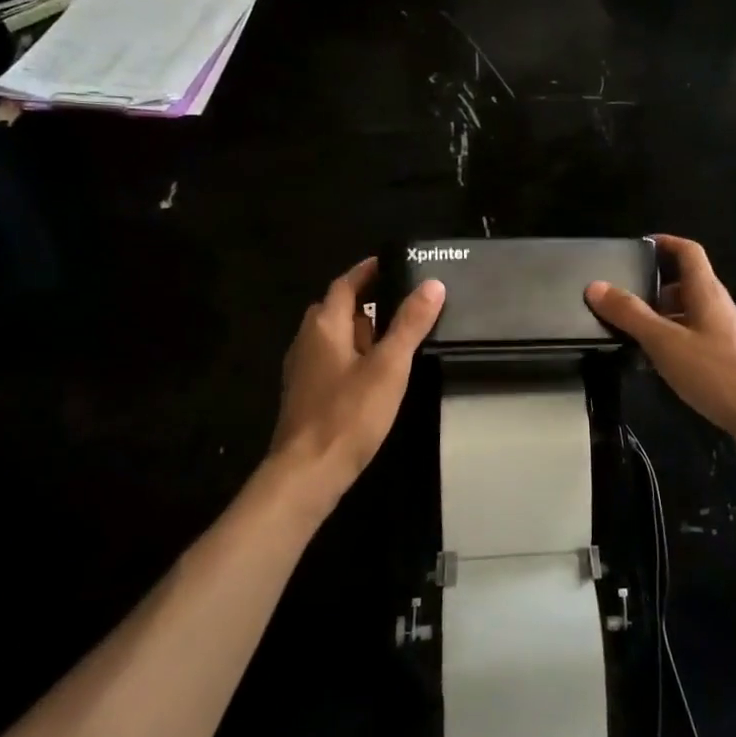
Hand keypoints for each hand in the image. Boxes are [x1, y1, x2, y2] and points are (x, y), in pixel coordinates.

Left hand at [268, 258, 444, 512]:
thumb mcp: (389, 366)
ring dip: (360, 329)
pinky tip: (373, 372)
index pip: (345, 284)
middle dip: (365, 300)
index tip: (393, 263)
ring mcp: (303, 370)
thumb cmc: (349, 414)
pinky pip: (331, 360)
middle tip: (400, 299)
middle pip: (336, 309)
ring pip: (333, 337)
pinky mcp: (307, 395)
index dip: (367, 271)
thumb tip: (432, 284)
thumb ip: (410, 324)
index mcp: (324, 326)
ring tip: (394, 333)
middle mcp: (307, 340)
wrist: (308, 472)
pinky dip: (353, 355)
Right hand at [586, 235, 735, 462]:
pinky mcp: (727, 359)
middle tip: (621, 299)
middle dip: (653, 288)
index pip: (688, 251)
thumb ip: (630, 315)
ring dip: (660, 317)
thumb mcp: (665, 341)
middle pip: (685, 283)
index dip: (664, 242)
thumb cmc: (717, 372)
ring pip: (688, 314)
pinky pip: (694, 339)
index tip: (636, 248)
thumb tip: (595, 286)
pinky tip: (655, 363)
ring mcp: (725, 334)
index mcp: (706, 292)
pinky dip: (672, 342)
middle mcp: (718, 306)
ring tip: (629, 332)